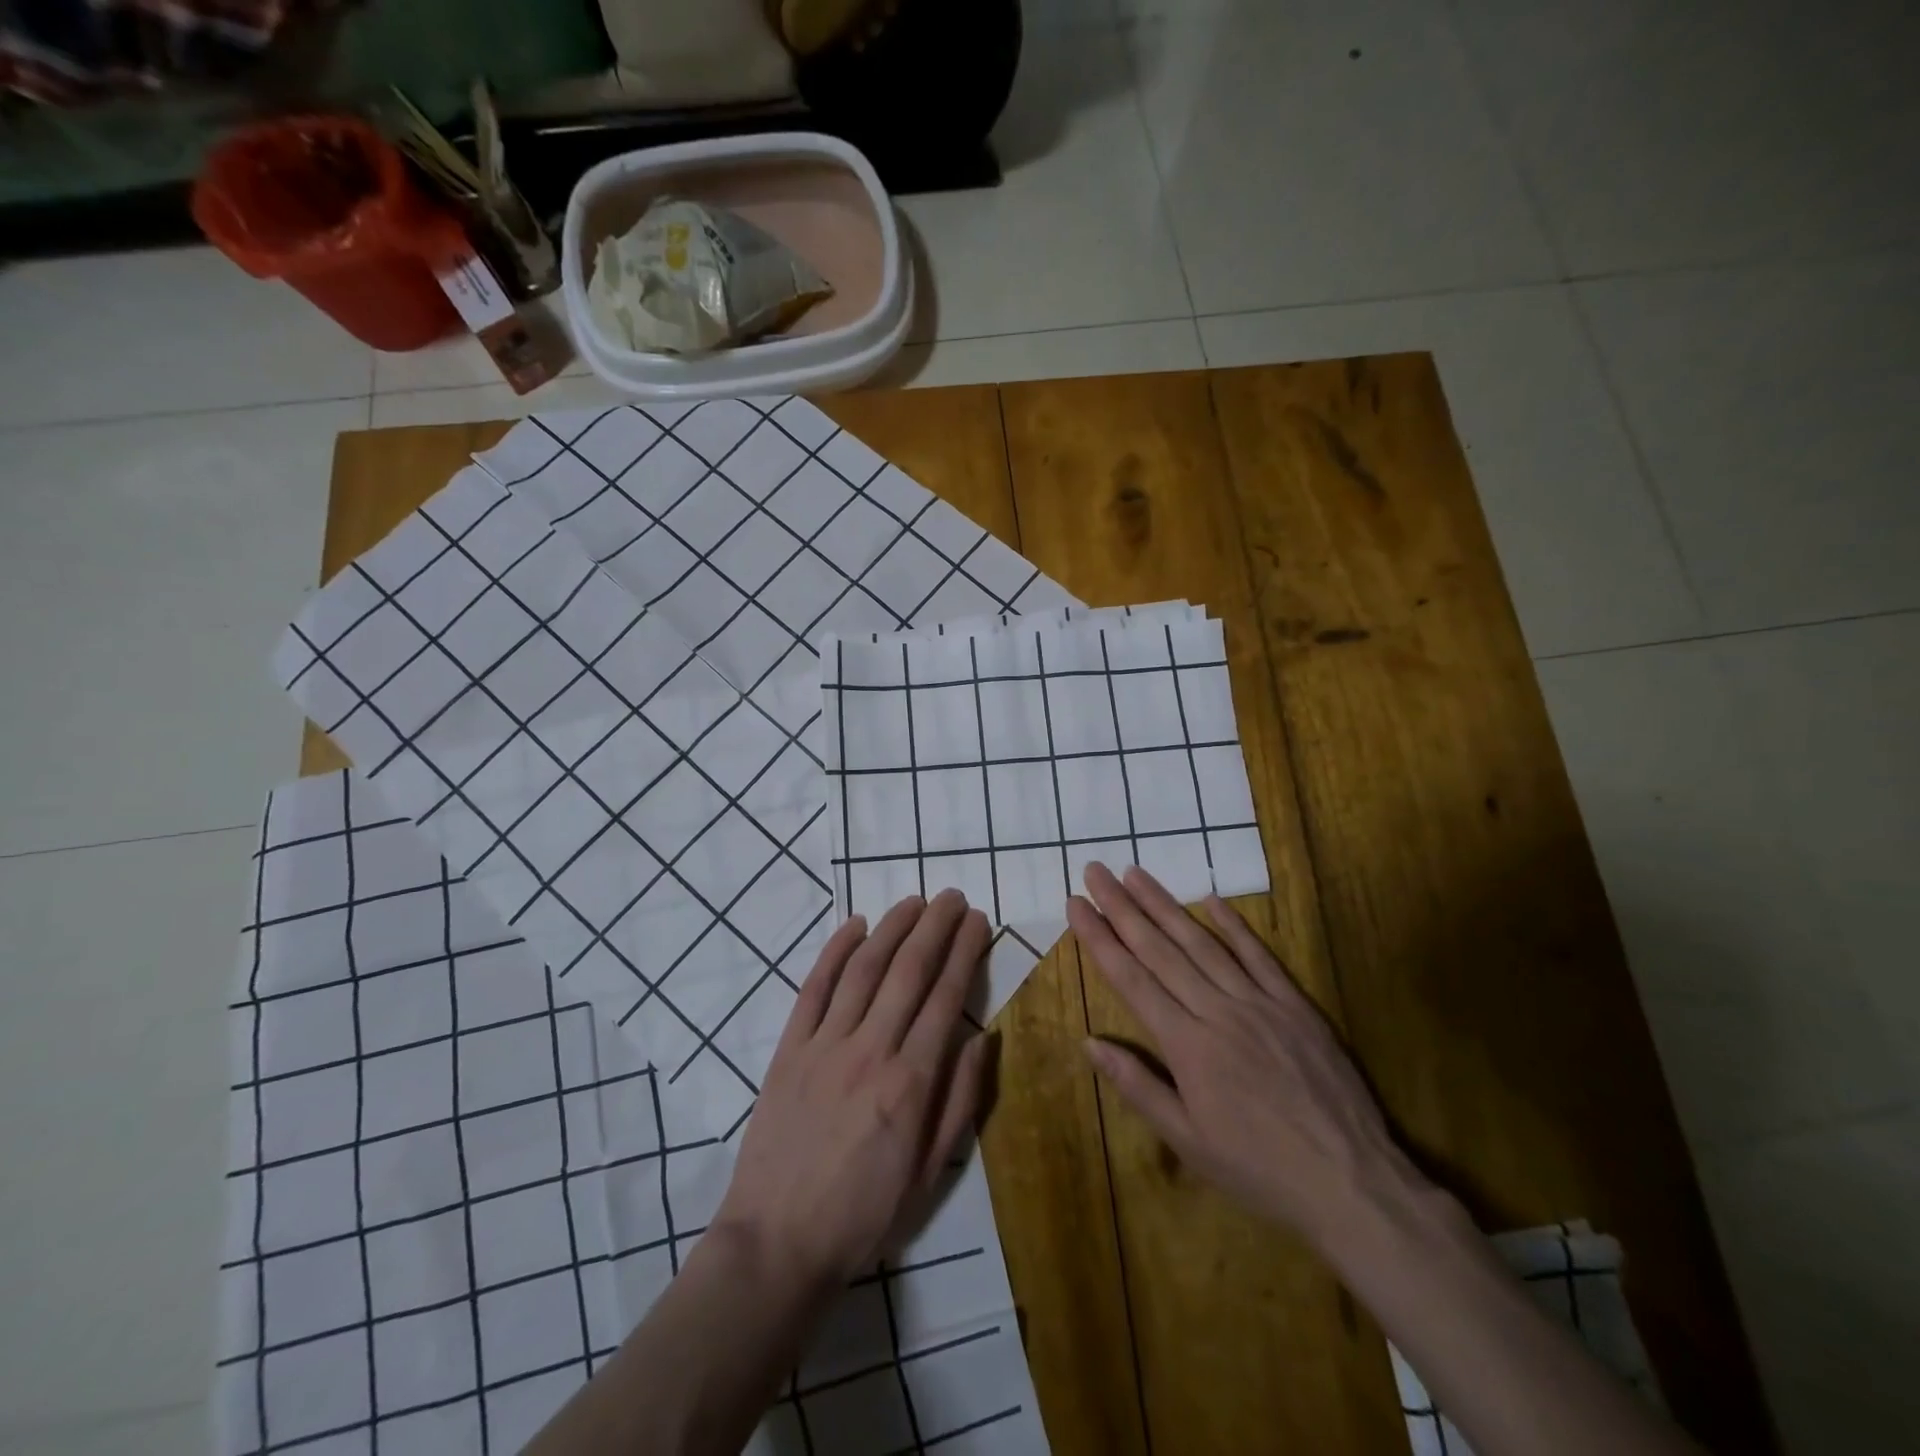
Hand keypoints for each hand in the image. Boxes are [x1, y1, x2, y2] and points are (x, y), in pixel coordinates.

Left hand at [712, 889, 995, 1292]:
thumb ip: (960, 1100)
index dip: (964, 952)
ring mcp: (825, 1045)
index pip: (945, 997)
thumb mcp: (931, 1173)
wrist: (777, 1242)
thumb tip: (983, 1037)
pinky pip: (814, 989)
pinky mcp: (790, 1049)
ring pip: (864, 969)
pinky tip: (854, 925)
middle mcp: (871, 1050)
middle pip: (908, 971)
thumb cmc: (865, 1214)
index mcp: (911, 1082)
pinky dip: (835, 952)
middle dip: (935, 926)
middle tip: (953, 896)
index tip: (978, 921)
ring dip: (892, 928)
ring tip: (914, 900)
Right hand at [1068, 863, 1426, 1251]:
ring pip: (1201, 943)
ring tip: (1135, 873)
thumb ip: (1138, 1086)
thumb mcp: (1188, 1142)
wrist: (1350, 1182)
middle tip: (1096, 872)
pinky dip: (1233, 925)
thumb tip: (1090, 1042)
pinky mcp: (1294, 1004)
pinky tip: (1210, 897)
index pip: (1131, 978)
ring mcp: (1258, 1002)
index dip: (1099, 938)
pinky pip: (1258, 955)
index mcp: (1186, 1045)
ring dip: (1165, 905)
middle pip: (1159, 949)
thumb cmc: (1258, 1168)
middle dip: (1122, 907)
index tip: (1075, 904)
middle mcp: (1217, 1011)